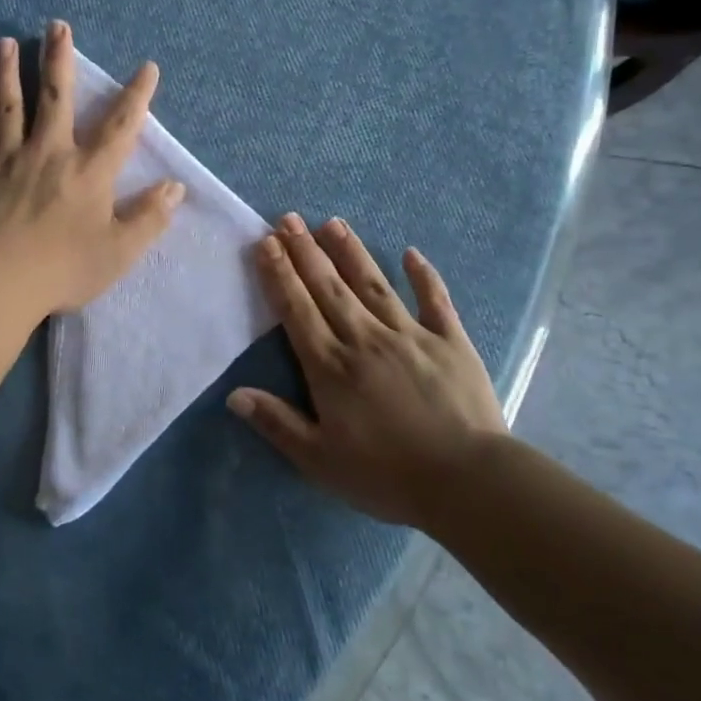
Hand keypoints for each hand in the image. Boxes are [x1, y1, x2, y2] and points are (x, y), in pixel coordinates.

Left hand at [0, 21, 184, 314]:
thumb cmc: (64, 268)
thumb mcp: (119, 251)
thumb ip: (149, 218)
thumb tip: (175, 187)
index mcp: (89, 171)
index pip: (120, 126)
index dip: (137, 96)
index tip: (147, 67)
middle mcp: (49, 152)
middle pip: (56, 97)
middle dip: (58, 59)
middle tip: (56, 26)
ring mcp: (8, 159)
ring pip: (8, 106)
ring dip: (8, 72)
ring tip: (5, 42)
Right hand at [228, 214, 508, 529]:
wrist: (467, 482)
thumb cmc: (387, 475)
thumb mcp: (320, 460)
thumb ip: (277, 423)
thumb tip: (234, 394)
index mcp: (331, 366)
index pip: (297, 310)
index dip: (279, 274)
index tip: (265, 242)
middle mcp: (365, 339)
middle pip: (329, 287)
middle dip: (305, 251)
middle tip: (289, 218)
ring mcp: (410, 335)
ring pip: (373, 284)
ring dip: (351, 252)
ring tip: (332, 223)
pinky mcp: (450, 341)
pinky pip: (435, 300)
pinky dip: (424, 276)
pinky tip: (412, 253)